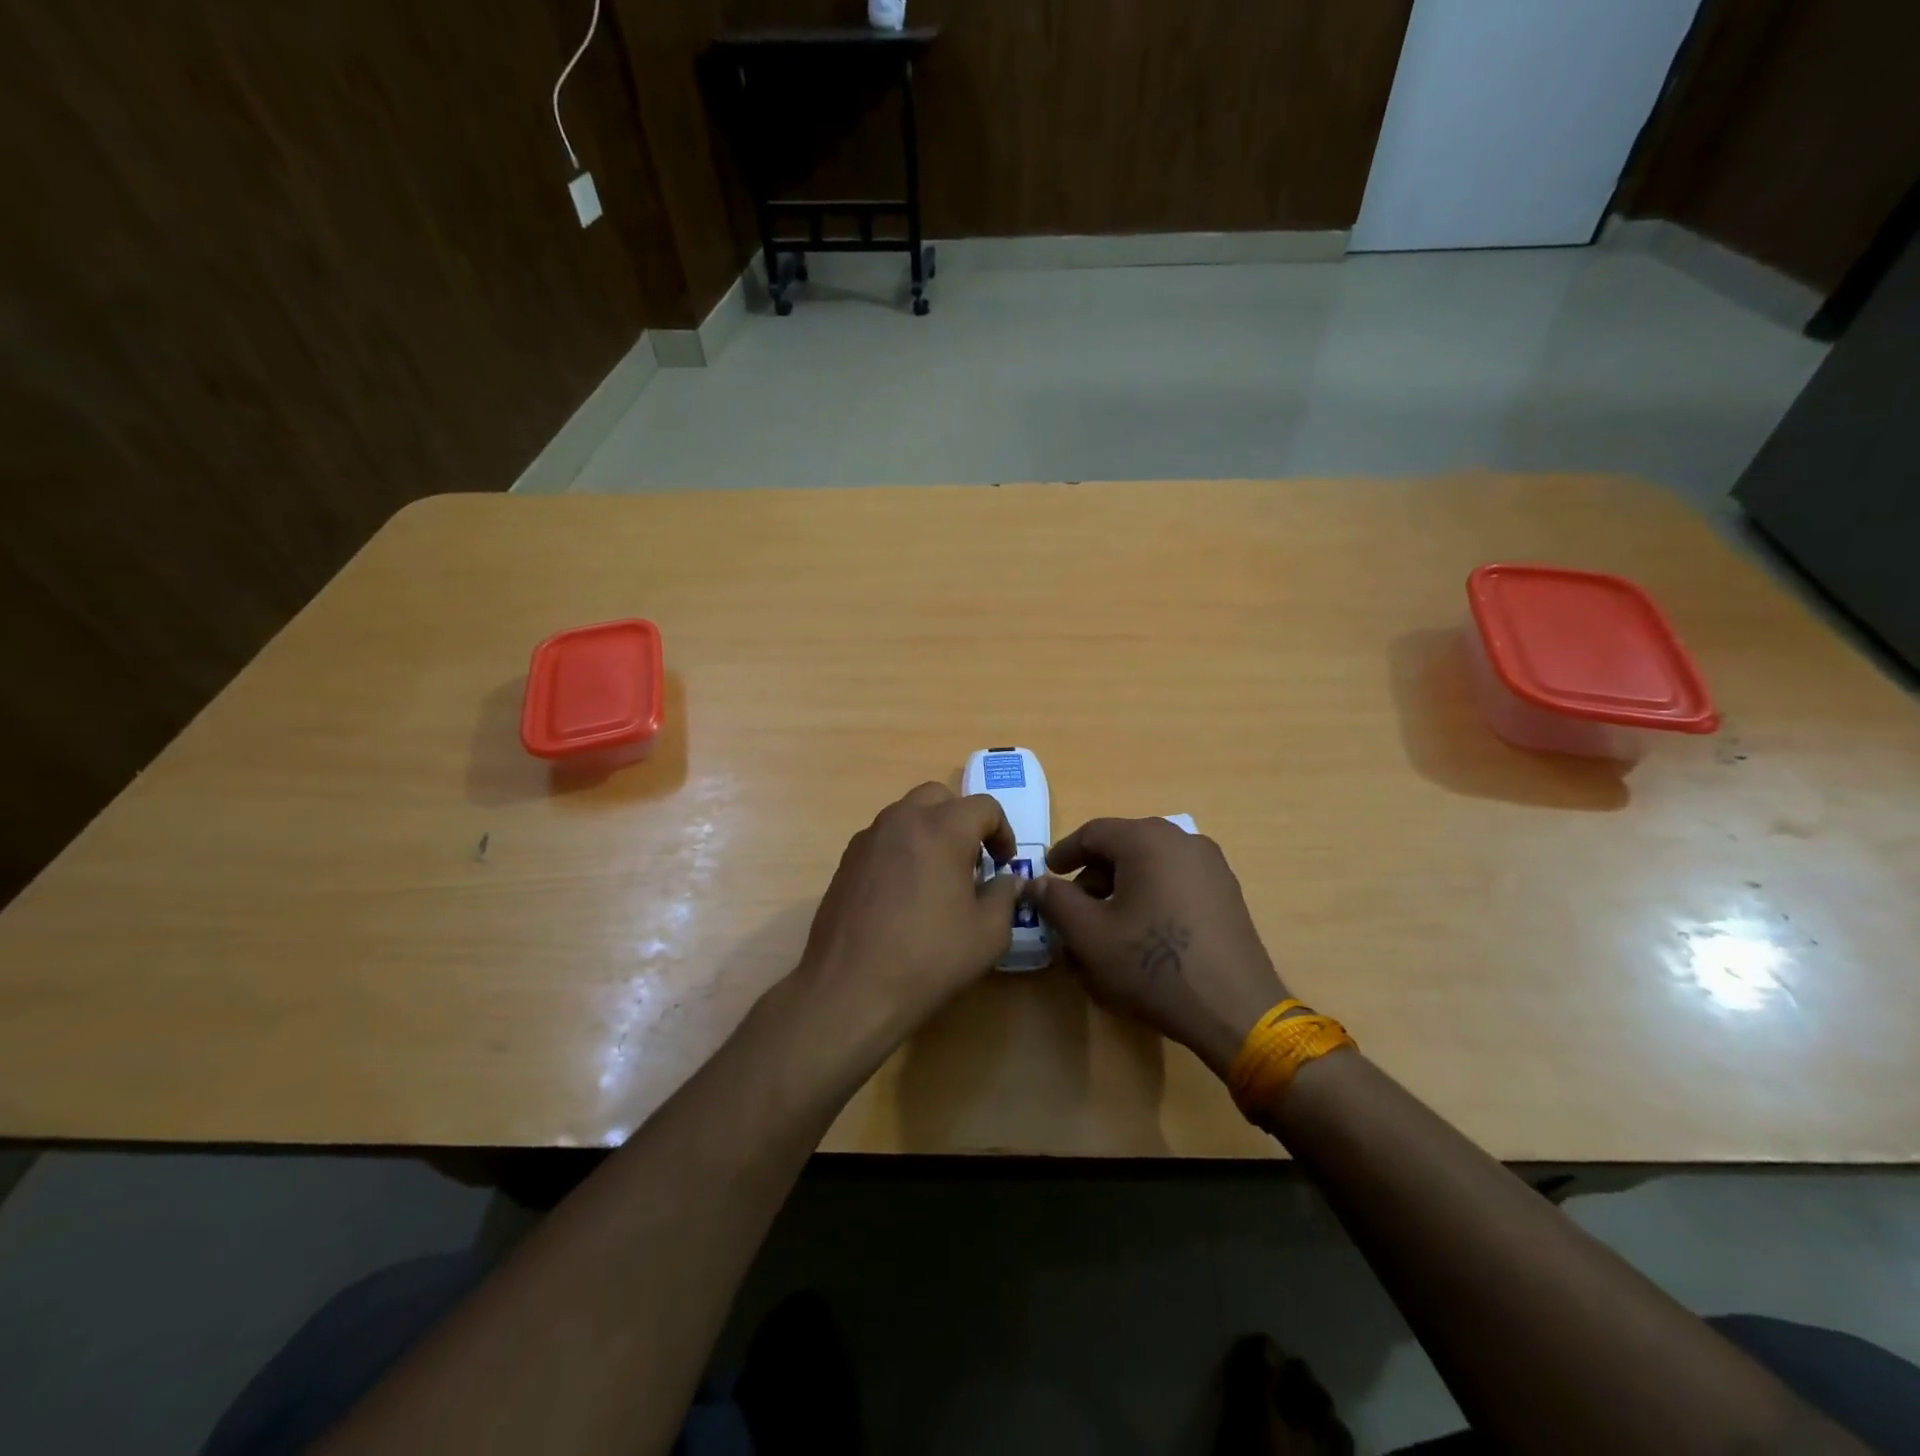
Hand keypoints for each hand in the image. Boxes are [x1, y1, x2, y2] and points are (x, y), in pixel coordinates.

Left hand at [794, 783, 1020, 1045]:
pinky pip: (883, 838)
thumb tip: (1007, 880)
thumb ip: (1005, 896)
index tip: (1003, 864)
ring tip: (937, 876)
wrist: (851, 987)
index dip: (1002, 831)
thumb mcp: (988, 933)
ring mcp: (869, 838)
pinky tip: (903, 892)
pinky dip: (901, 849)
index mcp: (943, 828)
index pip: (984, 806)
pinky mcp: (846, 860)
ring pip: (906, 814)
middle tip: (971, 859)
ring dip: (929, 831)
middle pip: (939, 797)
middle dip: (962, 820)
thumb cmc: (929, 957)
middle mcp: (903, 820)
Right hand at [1027, 818, 1288, 1078]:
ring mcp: (1211, 865)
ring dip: (1122, 886)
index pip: (1094, 833)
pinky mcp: (1227, 893)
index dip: (1065, 853)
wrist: (1234, 1009)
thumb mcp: (1089, 935)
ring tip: (1106, 924)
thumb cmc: (1153, 965)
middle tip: (1074, 906)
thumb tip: (1038, 883)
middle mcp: (1182, 840)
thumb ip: (1056, 901)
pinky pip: (1176, 880)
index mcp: (1147, 839)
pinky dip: (1151, 895)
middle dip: (1093, 874)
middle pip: (1125, 845)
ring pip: (1151, 863)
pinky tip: (1143, 931)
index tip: (1047, 875)